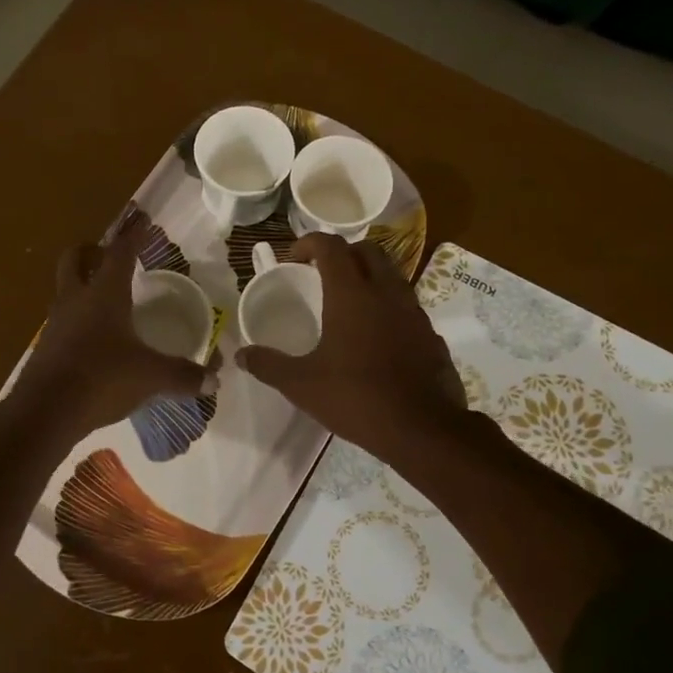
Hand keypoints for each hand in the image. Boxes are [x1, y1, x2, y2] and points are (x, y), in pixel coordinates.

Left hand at [10, 220, 208, 439]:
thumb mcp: (150, 376)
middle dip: (91, 251)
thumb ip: (182, 375)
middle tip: (108, 254)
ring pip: (65, 290)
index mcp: (104, 294)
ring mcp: (56, 323)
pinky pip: (62, 321)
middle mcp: (76, 300)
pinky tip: (94, 338)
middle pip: (75, 259)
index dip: (133, 234)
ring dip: (81, 285)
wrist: (45, 412)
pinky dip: (77, 319)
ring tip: (105, 298)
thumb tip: (214, 380)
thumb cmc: (102, 378)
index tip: (142, 217)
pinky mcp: (46, 347)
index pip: (120, 253)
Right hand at [236, 233, 471, 464]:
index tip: (293, 259)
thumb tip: (241, 354)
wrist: (422, 429)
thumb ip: (269, 365)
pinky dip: (388, 307)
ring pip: (392, 275)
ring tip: (349, 302)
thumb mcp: (301, 384)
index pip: (331, 246)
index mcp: (351, 294)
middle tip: (322, 274)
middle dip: (343, 253)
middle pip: (368, 250)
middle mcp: (386, 292)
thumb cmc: (356, 398)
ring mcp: (414, 312)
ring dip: (369, 277)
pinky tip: (376, 336)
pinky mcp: (431, 334)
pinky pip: (407, 306)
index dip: (309, 243)